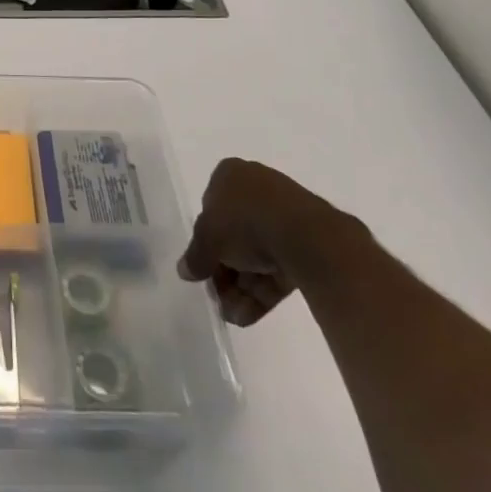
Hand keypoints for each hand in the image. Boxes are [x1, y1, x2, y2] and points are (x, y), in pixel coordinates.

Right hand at [177, 159, 360, 326]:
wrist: (306, 235)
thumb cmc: (245, 221)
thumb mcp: (207, 237)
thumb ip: (195, 255)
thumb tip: (184, 271)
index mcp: (230, 175)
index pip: (210, 208)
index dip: (205, 240)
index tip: (203, 266)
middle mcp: (257, 189)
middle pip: (234, 235)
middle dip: (224, 271)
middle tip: (217, 297)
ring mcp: (285, 216)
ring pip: (257, 254)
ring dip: (241, 287)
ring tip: (233, 316)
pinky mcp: (306, 243)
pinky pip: (278, 266)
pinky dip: (263, 291)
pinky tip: (249, 316)